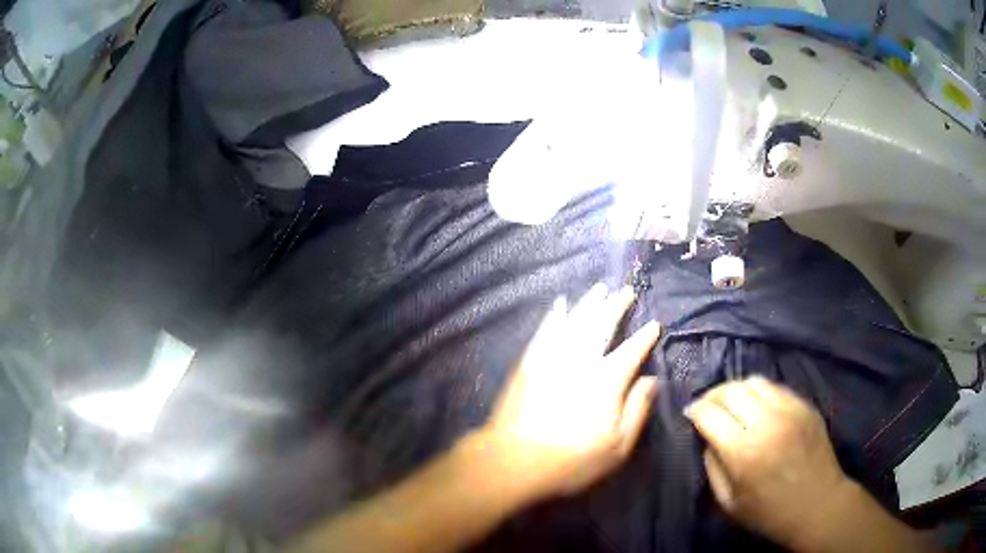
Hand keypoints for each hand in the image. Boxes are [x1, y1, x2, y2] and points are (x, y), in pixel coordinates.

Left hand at [474, 283, 661, 501]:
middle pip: (603, 325)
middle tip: (627, 291)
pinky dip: (554, 314)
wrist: (514, 460)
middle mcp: (581, 360)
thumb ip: (638, 409)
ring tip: (600, 288)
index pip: (632, 350)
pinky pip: (545, 329)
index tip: (654, 324)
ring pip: (575, 320)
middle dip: (617, 306)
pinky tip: (560, 304)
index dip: (645, 336)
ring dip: (589, 302)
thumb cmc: (572, 460)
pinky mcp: (529, 361)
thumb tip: (652, 380)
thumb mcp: (618, 446)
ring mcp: (552, 357)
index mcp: (607, 380)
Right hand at [684, 377, 853, 549]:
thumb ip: (713, 467)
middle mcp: (767, 422)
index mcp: (743, 452)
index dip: (695, 410)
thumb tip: (707, 438)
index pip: (709, 414)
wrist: (818, 505)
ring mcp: (790, 410)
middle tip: (708, 407)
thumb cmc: (769, 513)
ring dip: (737, 390)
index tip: (690, 414)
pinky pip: (776, 388)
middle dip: (713, 395)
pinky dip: (760, 393)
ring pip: (754, 382)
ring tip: (733, 404)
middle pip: (731, 390)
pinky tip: (759, 408)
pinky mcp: (806, 405)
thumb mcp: (728, 502)